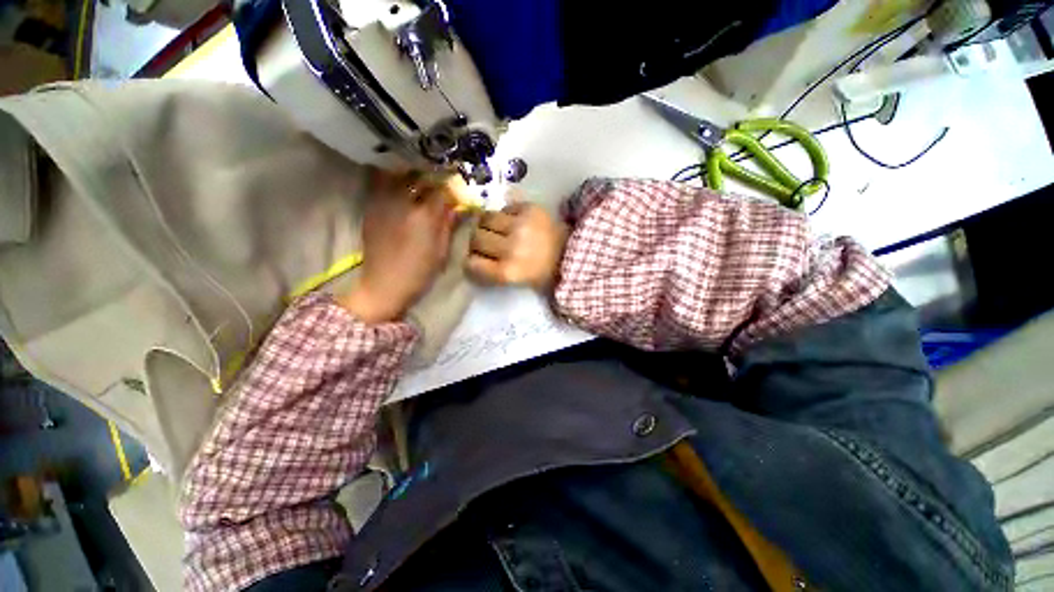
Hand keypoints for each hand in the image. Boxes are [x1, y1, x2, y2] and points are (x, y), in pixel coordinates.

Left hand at [338, 170, 458, 322]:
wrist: (384, 285)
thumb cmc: (419, 272)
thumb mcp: (442, 251)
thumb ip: (448, 225)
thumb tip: (456, 207)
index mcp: (424, 216)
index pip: (441, 190)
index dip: (451, 188)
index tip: (456, 191)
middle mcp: (402, 202)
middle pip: (419, 176)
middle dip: (431, 176)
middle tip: (438, 181)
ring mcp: (383, 203)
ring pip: (397, 174)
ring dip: (410, 174)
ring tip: (418, 179)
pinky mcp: (371, 208)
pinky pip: (380, 183)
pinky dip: (391, 179)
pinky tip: (399, 187)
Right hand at [466, 201, 568, 290]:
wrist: (572, 254)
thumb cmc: (542, 273)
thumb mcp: (515, 281)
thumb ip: (491, 271)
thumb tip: (470, 257)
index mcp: (507, 272)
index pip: (471, 263)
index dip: (471, 261)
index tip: (476, 260)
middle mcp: (510, 248)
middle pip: (476, 238)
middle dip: (477, 242)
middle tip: (487, 243)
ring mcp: (519, 226)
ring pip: (485, 218)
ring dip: (487, 224)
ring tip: (497, 229)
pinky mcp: (529, 209)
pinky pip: (503, 208)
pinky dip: (504, 215)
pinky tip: (513, 222)